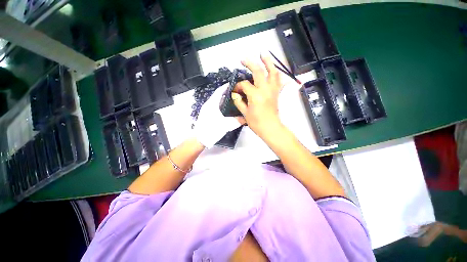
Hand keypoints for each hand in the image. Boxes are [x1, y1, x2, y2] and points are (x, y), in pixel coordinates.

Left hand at [193, 83, 242, 147]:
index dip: (226, 86)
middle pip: (218, 95)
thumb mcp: (226, 125)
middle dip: (227, 92)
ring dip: (224, 99)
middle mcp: (208, 104)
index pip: (219, 91)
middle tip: (237, 93)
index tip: (235, 84)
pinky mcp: (207, 114)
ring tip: (234, 100)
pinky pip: (215, 106)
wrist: (199, 139)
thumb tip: (246, 118)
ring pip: (217, 101)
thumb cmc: (211, 130)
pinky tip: (228, 109)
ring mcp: (207, 109)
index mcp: (212, 103)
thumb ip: (237, 121)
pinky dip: (222, 105)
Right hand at [232, 54, 283, 139]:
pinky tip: (274, 69)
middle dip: (250, 64)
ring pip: (272, 72)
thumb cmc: (256, 123)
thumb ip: (239, 102)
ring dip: (268, 62)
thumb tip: (235, 94)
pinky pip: (279, 80)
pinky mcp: (277, 93)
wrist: (270, 128)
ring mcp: (272, 90)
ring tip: (263, 54)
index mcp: (255, 95)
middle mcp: (265, 89)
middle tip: (243, 59)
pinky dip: (277, 73)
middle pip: (258, 71)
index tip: (235, 90)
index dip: (238, 86)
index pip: (244, 85)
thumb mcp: (245, 113)